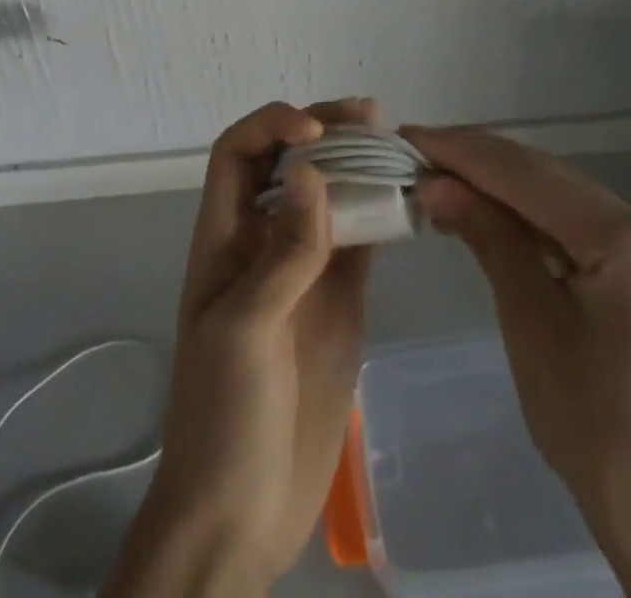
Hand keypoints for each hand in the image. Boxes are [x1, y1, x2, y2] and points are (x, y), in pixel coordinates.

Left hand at [105, 101, 373, 596]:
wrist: (242, 514)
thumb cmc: (223, 416)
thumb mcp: (245, 330)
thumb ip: (284, 253)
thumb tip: (313, 172)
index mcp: (225, 237)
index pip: (238, 153)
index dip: (271, 127)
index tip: (316, 135)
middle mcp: (264, 239)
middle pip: (288, 162)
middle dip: (323, 130)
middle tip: (372, 116)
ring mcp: (305, 267)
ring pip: (330, 194)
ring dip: (357, 164)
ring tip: (396, 145)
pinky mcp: (340, 299)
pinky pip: (361, 240)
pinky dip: (382, 213)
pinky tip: (407, 199)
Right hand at [405, 126, 630, 597]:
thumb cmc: (592, 426)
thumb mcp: (529, 322)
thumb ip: (488, 236)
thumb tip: (433, 181)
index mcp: (629, 239)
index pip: (529, 176)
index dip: (463, 151)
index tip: (407, 137)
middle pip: (544, 176)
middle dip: (476, 160)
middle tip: (412, 150)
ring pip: (555, 193)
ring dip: (495, 182)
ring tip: (434, 172)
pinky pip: (569, 220)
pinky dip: (521, 212)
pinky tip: (481, 207)